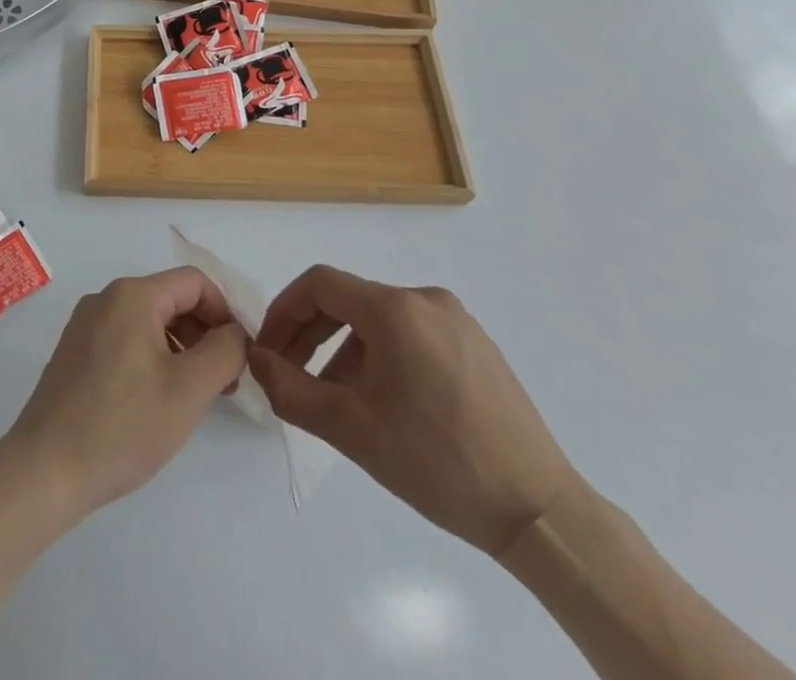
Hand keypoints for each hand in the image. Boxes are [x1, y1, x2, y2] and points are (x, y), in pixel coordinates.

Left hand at [0, 267, 248, 518]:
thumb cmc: (122, 426)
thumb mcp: (188, 390)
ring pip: (149, 321)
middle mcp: (106, 298)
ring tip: (197, 396)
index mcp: (132, 295)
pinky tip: (159, 400)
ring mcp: (86, 325)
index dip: (225, 312)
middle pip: (171, 299)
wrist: (45, 470)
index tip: (241, 355)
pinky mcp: (75, 352)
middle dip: (204, 333)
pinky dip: (153, 358)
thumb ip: (224, 352)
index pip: (194, 282)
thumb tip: (236, 333)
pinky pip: (126, 339)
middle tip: (226, 382)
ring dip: (181, 348)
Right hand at [250, 266, 574, 556]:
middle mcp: (425, 299)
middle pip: (349, 300)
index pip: (319, 284)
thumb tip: (256, 359)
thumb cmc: (437, 463)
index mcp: (395, 309)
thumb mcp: (351, 429)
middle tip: (289, 374)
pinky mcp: (477, 345)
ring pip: (379, 320)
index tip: (268, 351)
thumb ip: (290, 389)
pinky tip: (382, 402)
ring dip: (344, 349)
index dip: (283, 311)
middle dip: (310, 333)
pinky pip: (411, 335)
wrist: (540, 512)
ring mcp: (456, 320)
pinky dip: (381, 356)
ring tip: (334, 398)